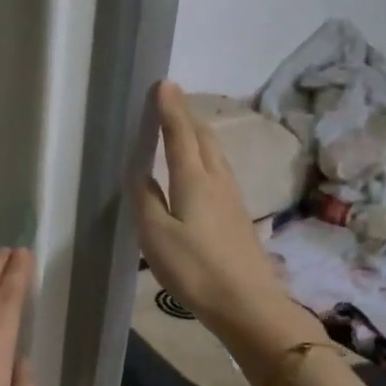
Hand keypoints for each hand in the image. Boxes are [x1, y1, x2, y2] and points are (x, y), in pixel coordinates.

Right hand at [134, 82, 321, 346]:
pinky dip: (206, 157)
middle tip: (171, 101)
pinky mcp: (237, 215)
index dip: (171, 109)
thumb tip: (140, 173)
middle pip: (204, 138)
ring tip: (186, 127)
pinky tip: (201, 169)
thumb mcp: (156, 235)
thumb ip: (146, 200)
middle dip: (187, 116)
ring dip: (200, 135)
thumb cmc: (195, 268)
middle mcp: (217, 180)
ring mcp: (232, 197)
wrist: (246, 302)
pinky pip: (219, 171)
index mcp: (194, 179)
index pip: (181, 134)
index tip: (163, 84)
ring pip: (215, 154)